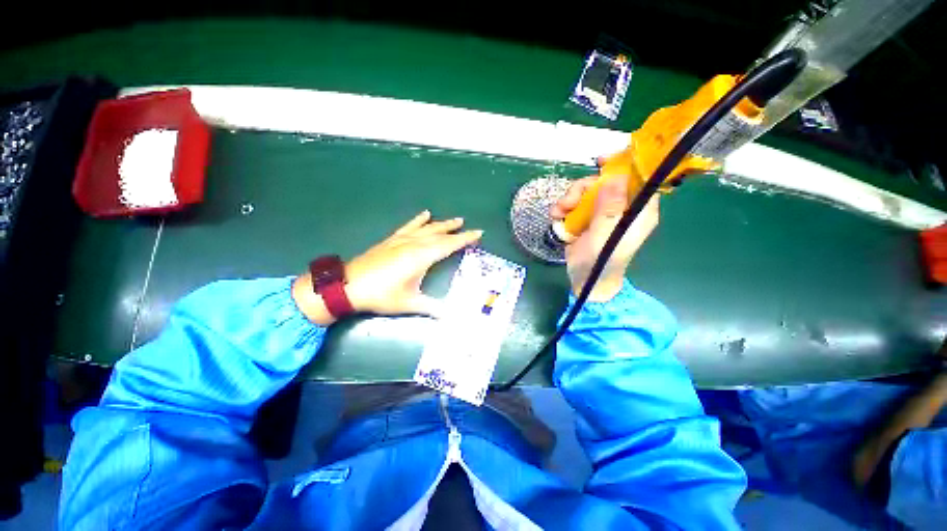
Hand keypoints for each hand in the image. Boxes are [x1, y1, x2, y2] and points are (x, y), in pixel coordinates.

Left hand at [293, 211, 482, 324]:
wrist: (348, 286)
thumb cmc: (381, 295)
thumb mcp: (408, 303)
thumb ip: (431, 307)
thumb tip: (450, 316)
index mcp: (421, 257)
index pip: (448, 245)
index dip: (464, 239)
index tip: (478, 233)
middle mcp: (413, 244)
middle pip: (439, 234)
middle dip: (455, 231)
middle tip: (468, 227)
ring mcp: (401, 240)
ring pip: (426, 228)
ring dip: (441, 224)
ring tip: (454, 220)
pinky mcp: (391, 240)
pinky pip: (409, 226)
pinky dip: (418, 220)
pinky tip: (425, 214)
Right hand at [551, 174, 658, 301]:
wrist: (584, 281)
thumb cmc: (600, 263)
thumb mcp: (604, 237)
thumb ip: (610, 209)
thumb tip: (615, 177)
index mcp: (638, 212)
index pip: (638, 179)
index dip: (623, 165)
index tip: (601, 161)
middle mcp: (622, 208)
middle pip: (605, 182)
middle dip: (583, 189)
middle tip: (568, 201)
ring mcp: (603, 213)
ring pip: (587, 192)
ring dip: (569, 199)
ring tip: (558, 213)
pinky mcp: (587, 219)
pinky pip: (576, 203)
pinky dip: (564, 208)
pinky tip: (556, 217)